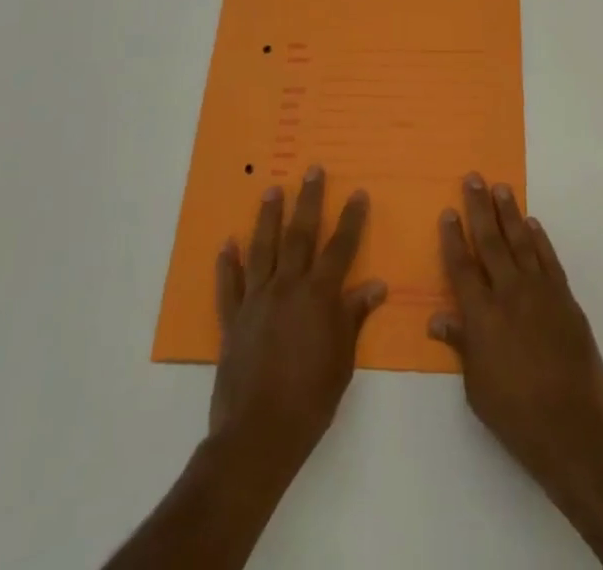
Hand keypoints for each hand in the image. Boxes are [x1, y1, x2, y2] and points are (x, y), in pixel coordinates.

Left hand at [210, 165, 386, 469]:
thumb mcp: (343, 360)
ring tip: (272, 189)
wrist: (258, 434)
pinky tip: (226, 244)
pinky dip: (227, 264)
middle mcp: (288, 286)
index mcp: (319, 295)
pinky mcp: (233, 319)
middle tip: (312, 170)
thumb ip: (354, 317)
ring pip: (263, 248)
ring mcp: (257, 300)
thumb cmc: (310, 399)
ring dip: (268, 217)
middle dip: (309, 200)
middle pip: (300, 234)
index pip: (340, 247)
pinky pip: (229, 285)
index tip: (359, 193)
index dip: (351, 219)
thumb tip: (375, 286)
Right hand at [429, 174, 602, 487]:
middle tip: (474, 178)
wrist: (572, 426)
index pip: (461, 266)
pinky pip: (548, 259)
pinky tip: (532, 224)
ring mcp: (539, 292)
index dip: (453, 237)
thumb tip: (437, 319)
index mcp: (481, 315)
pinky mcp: (564, 298)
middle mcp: (508, 293)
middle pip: (490, 241)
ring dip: (510, 213)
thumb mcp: (476, 385)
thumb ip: (460, 345)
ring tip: (501, 188)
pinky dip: (539, 239)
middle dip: (479, 208)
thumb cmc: (515, 413)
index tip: (448, 212)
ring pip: (521, 241)